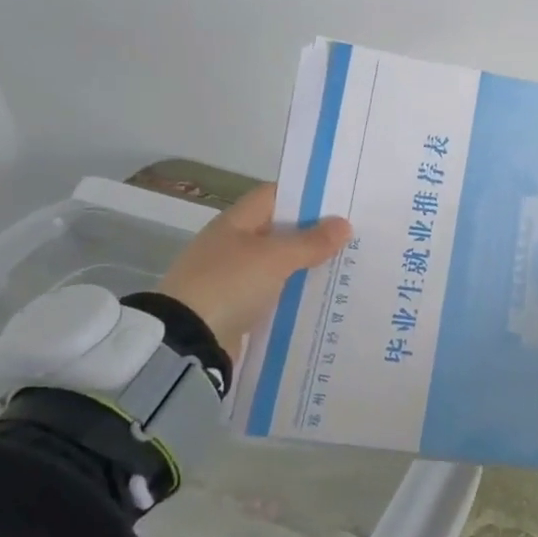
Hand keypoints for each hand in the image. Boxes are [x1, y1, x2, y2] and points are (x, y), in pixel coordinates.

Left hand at [156, 183, 350, 353]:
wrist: (186, 341)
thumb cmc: (230, 284)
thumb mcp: (276, 258)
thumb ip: (311, 242)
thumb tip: (344, 225)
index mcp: (235, 222)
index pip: (274, 195)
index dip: (305, 195)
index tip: (339, 203)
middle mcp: (232, 244)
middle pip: (279, 230)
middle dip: (312, 233)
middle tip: (351, 236)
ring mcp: (231, 276)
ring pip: (277, 262)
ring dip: (305, 264)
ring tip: (343, 265)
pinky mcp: (235, 305)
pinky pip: (272, 291)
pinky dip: (293, 291)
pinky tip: (319, 295)